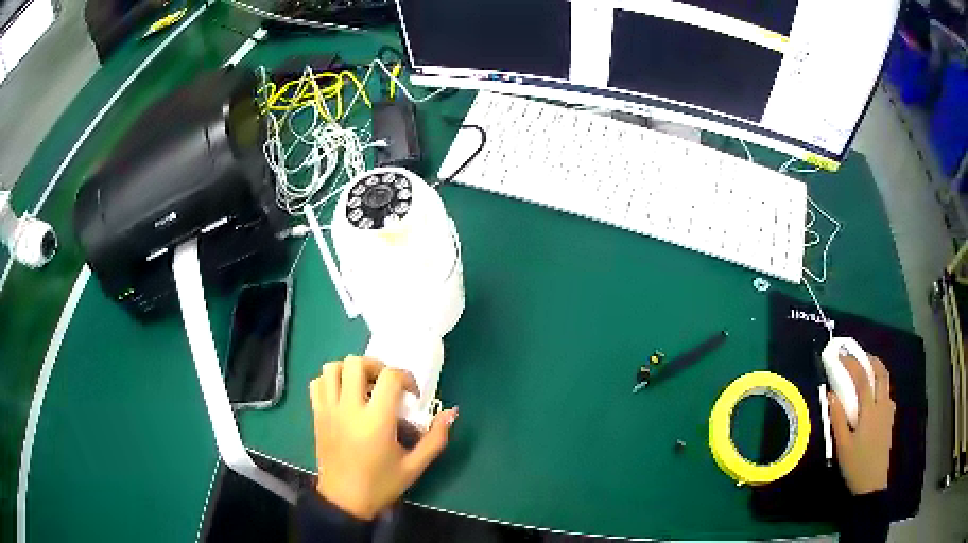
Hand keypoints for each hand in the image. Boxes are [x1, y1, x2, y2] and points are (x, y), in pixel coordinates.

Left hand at [309, 356, 457, 519]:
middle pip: (356, 363)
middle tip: (386, 385)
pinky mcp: (316, 415)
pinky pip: (317, 383)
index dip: (406, 378)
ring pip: (332, 368)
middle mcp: (349, 409)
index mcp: (376, 421)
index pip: (390, 377)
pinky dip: (330, 381)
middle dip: (376, 366)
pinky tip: (343, 395)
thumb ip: (435, 438)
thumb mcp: (414, 466)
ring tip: (363, 386)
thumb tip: (451, 413)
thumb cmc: (381, 484)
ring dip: (350, 370)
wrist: (344, 501)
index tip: (412, 395)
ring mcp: (328, 410)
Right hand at [829, 355, 894, 495]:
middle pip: (881, 373)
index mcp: (870, 411)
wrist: (872, 483)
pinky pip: (888, 394)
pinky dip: (881, 386)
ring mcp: (888, 412)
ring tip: (867, 371)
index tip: (841, 356)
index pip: (862, 378)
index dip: (852, 363)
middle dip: (871, 359)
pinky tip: (875, 396)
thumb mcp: (842, 446)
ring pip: (887, 382)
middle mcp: (882, 405)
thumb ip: (838, 419)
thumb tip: (831, 395)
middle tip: (859, 356)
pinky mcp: (889, 420)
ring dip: (877, 370)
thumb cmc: (855, 465)